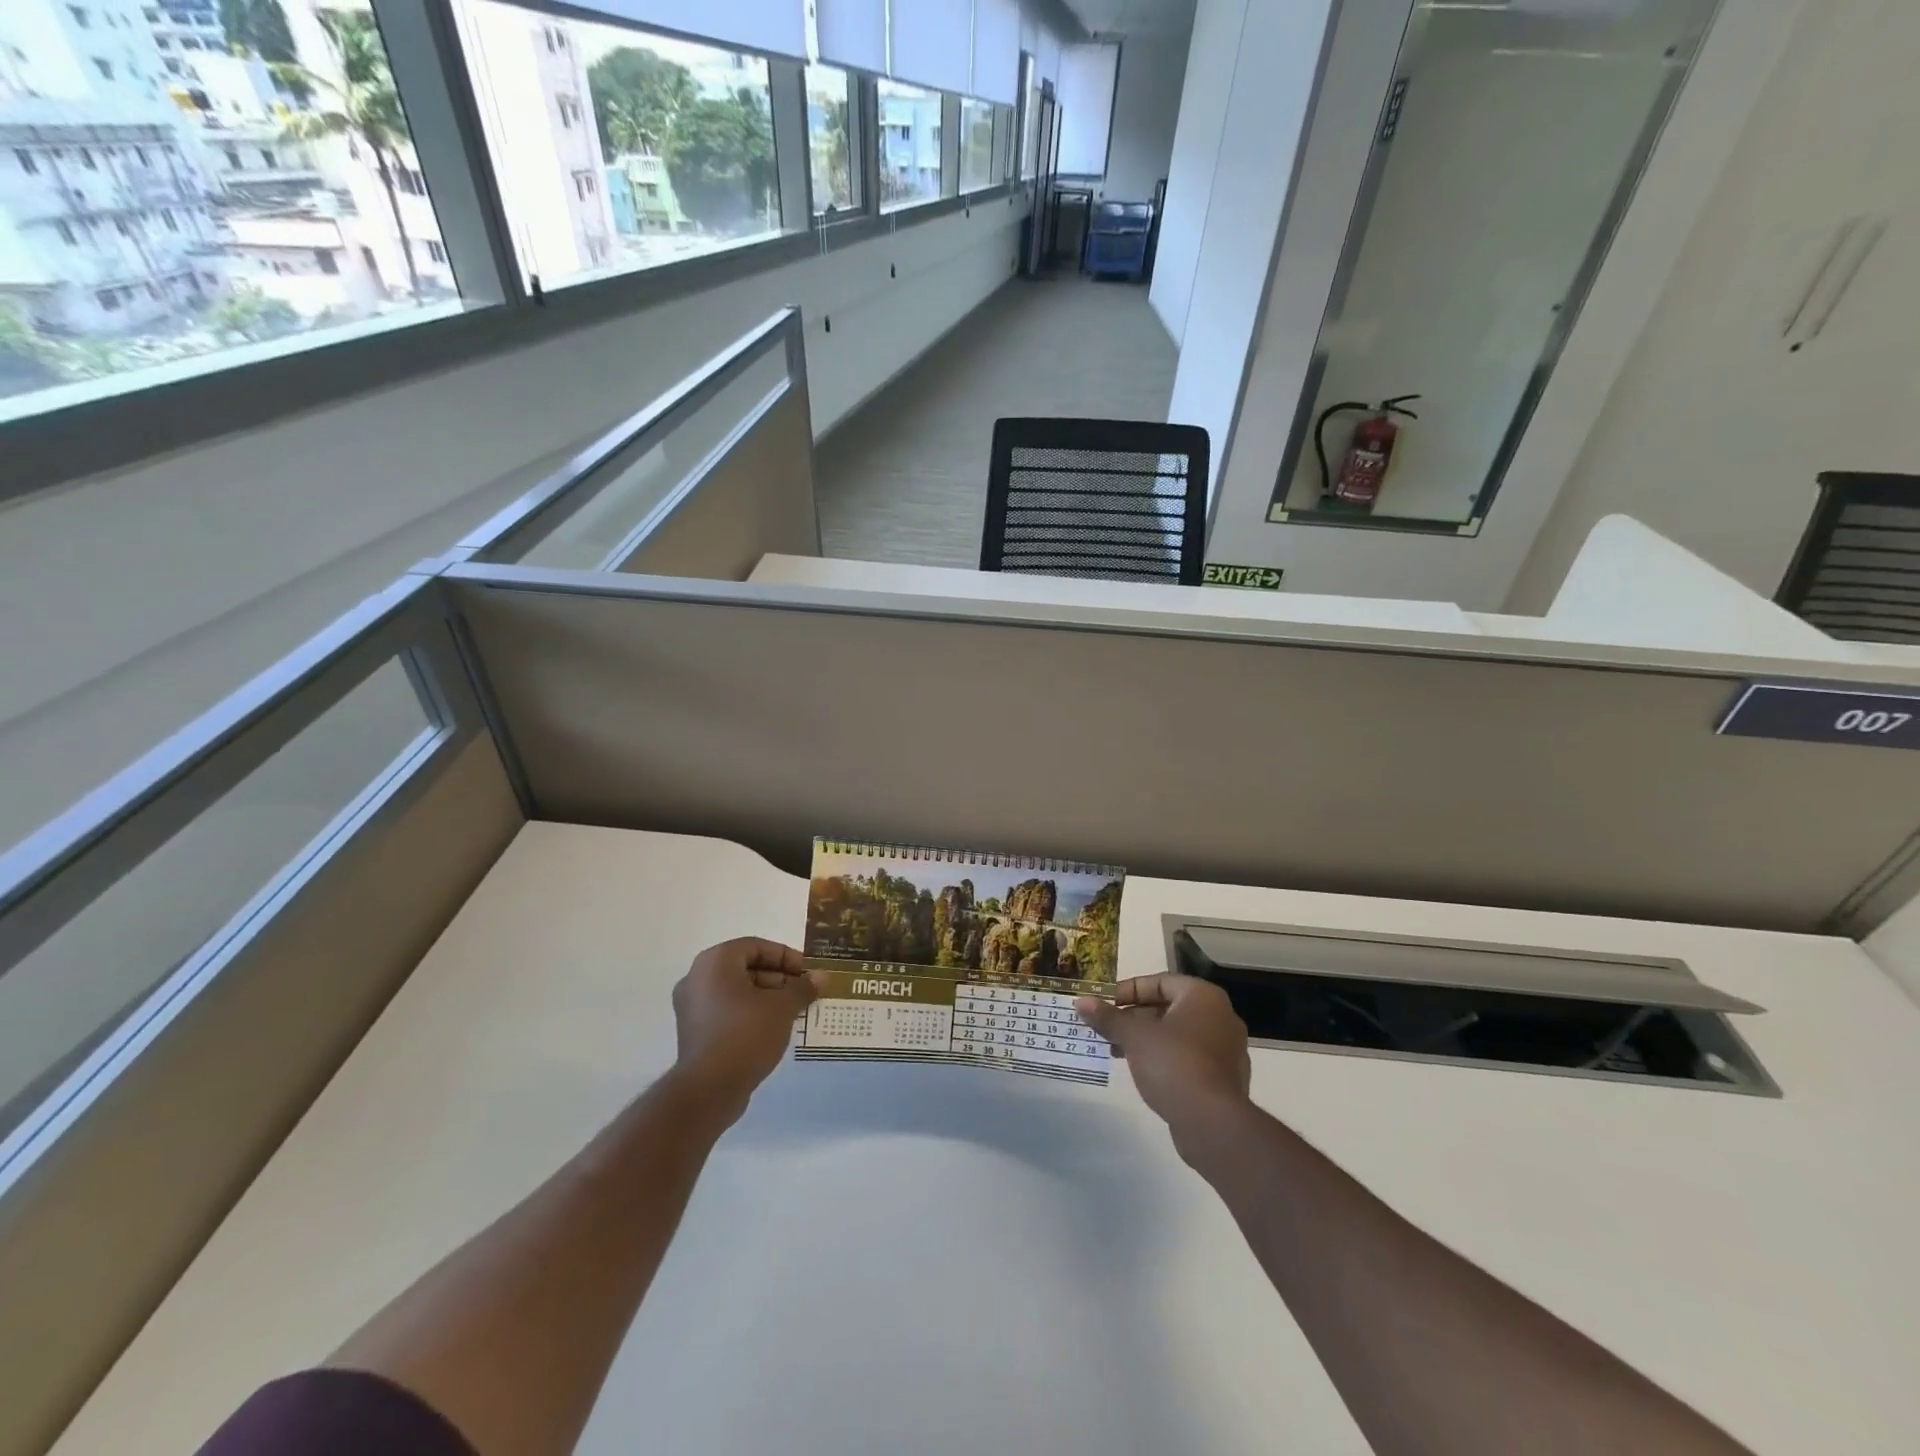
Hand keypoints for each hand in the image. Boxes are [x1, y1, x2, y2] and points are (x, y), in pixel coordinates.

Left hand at [669, 938, 819, 1117]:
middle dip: (779, 979)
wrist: (708, 1090)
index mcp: (715, 962)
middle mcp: (697, 978)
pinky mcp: (694, 1032)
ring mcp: (692, 1007)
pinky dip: (750, 1014)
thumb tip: (822, 976)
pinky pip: (727, 1011)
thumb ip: (802, 988)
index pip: (756, 947)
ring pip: (737, 991)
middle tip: (804, 993)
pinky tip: (774, 1029)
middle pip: (746, 968)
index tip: (807, 973)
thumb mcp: (782, 1007)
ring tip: (794, 1012)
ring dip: (767, 998)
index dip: (786, 957)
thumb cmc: (746, 1034)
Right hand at [1076, 974, 1250, 1136]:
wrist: (1212, 1123)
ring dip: (1145, 1038)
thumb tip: (1081, 1002)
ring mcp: (1225, 1049)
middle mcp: (1220, 1016)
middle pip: (1167, 1007)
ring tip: (1115, 1050)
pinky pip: (1188, 1056)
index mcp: (1203, 996)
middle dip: (1133, 1017)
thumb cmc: (1173, 1064)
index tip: (1104, 1003)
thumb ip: (1108, 1017)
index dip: (1128, 990)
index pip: (1159, 982)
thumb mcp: (1134, 1036)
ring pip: (1176, 1033)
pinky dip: (1163, 1057)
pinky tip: (1140, 1070)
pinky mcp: (1223, 1077)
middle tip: (1106, 1028)